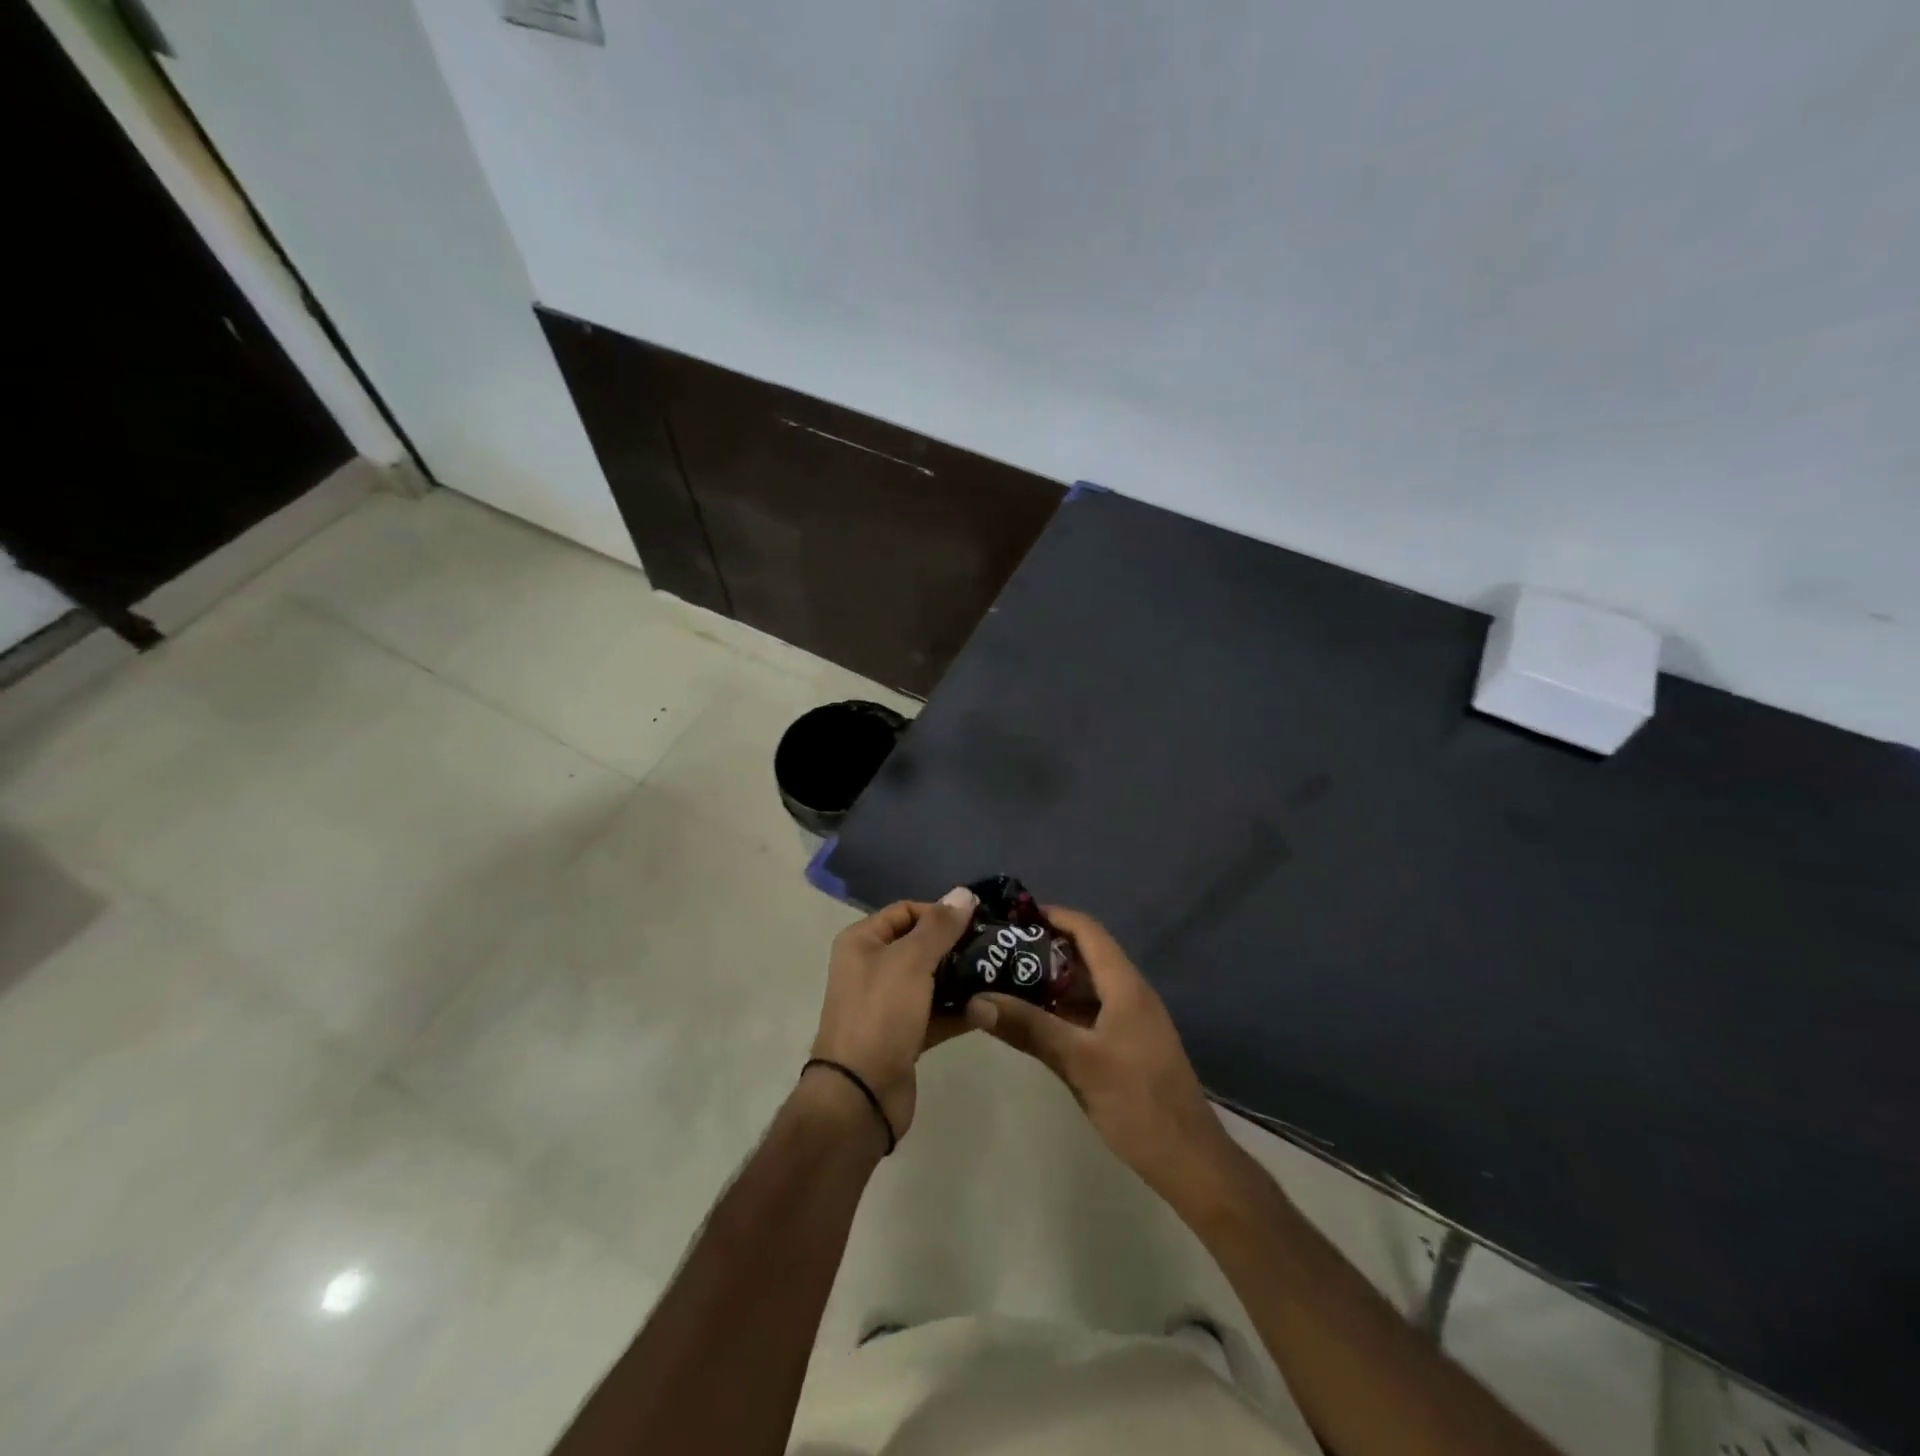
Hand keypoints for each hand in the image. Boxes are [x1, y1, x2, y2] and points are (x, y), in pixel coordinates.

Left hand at [809, 887, 976, 1143]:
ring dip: (962, 978)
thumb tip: (964, 892)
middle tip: (996, 947)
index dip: (940, 912)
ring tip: (1001, 974)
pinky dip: (959, 1010)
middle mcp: (871, 967)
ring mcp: (888, 1003)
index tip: (977, 921)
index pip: (906, 911)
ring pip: (931, 980)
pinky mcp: (904, 1035)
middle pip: (921, 945)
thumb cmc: (880, 1013)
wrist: (860, 1094)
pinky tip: (990, 1007)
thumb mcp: (911, 961)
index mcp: (862, 941)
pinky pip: (936, 1012)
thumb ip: (940, 926)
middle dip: (956, 945)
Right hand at [965, 907, 1231, 1200]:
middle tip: (999, 951)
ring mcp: (1129, 1022)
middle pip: (1084, 956)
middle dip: (1043, 949)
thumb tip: (977, 1000)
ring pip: (1085, 987)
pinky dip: (1060, 1010)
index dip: (1054, 916)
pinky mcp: (1126, 1046)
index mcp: (1125, 986)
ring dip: (1049, 982)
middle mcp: (1129, 994)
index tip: (1014, 916)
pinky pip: (1088, 1013)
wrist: (1189, 1161)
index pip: (1088, 931)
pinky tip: (1031, 1021)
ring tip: (1004, 981)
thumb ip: (1029, 1028)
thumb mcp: (1079, 1062)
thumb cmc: (1138, 1102)